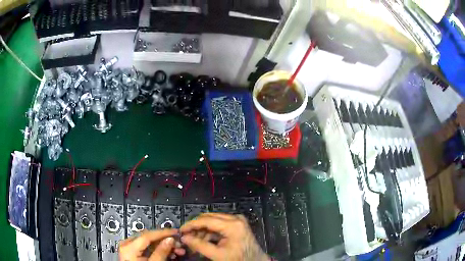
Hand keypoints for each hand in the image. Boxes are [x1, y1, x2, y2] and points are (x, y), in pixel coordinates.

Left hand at [119, 229, 184, 260]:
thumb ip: (161, 252)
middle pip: (149, 238)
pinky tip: (169, 254)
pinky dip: (159, 250)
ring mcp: (129, 248)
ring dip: (165, 246)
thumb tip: (170, 239)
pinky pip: (147, 248)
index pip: (148, 235)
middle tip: (180, 245)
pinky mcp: (133, 253)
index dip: (163, 233)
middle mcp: (127, 244)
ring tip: (177, 251)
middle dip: (166, 241)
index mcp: (128, 247)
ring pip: (150, 243)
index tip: (176, 232)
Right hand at [180, 213, 268, 260]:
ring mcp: (237, 221)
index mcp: (232, 225)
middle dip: (196, 228)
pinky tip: (203, 242)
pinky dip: (210, 233)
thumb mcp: (218, 255)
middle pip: (209, 218)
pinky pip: (219, 225)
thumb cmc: (239, 259)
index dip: (191, 224)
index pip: (206, 220)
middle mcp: (235, 218)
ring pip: (213, 222)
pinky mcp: (237, 225)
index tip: (181, 230)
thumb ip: (200, 245)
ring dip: (202, 231)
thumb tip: (184, 238)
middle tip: (186, 237)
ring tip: (194, 243)